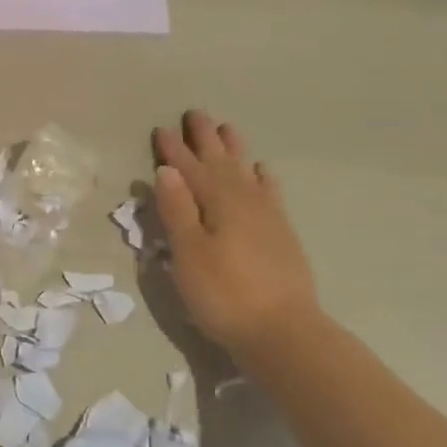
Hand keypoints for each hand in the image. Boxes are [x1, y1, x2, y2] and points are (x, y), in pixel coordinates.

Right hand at [153, 110, 321, 361]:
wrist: (284, 333)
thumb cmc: (225, 294)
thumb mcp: (189, 253)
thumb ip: (177, 210)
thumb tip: (167, 170)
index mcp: (216, 201)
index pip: (188, 168)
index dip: (174, 149)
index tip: (162, 129)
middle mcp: (243, 199)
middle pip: (220, 161)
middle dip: (205, 138)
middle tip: (195, 113)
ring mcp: (267, 215)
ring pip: (246, 171)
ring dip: (234, 150)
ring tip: (227, 129)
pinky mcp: (281, 234)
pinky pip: (269, 192)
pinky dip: (262, 178)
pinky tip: (262, 172)